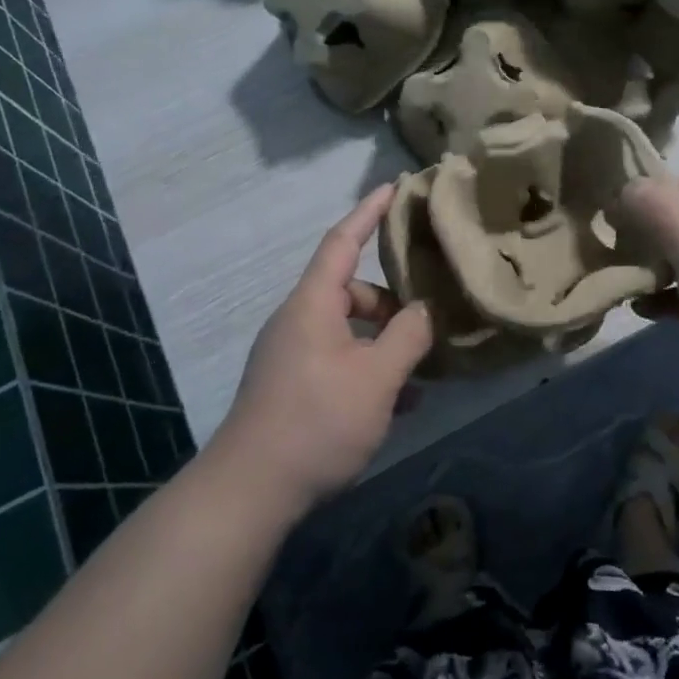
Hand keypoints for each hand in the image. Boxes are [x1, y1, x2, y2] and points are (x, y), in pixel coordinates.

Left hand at [215, 186, 434, 515]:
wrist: (249, 492)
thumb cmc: (317, 420)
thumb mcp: (377, 378)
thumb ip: (408, 336)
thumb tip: (425, 311)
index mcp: (312, 304)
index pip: (343, 241)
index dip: (369, 212)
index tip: (394, 187)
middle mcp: (298, 321)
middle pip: (351, 291)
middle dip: (390, 300)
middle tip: (428, 317)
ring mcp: (291, 355)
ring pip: (347, 330)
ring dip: (383, 342)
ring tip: (422, 367)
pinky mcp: (291, 386)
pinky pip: (337, 360)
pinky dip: (367, 369)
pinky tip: (398, 402)